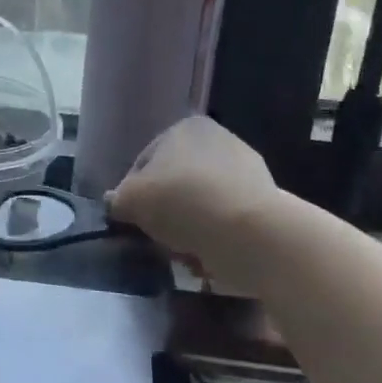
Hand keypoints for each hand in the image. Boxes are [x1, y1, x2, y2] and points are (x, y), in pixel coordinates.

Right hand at [106, 115, 281, 283]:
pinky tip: (210, 255)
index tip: (133, 219)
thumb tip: (115, 202)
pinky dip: (217, 235)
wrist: (249, 232)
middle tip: (158, 237)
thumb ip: (119, 200)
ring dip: (191, 225)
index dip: (134, 192)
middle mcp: (218, 138)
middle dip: (166, 210)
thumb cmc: (182, 202)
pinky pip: (228, 219)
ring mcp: (247, 168)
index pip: (146, 161)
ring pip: (202, 202)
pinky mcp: (266, 201)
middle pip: (177, 181)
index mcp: (186, 127)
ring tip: (184, 252)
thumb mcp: (132, 200)